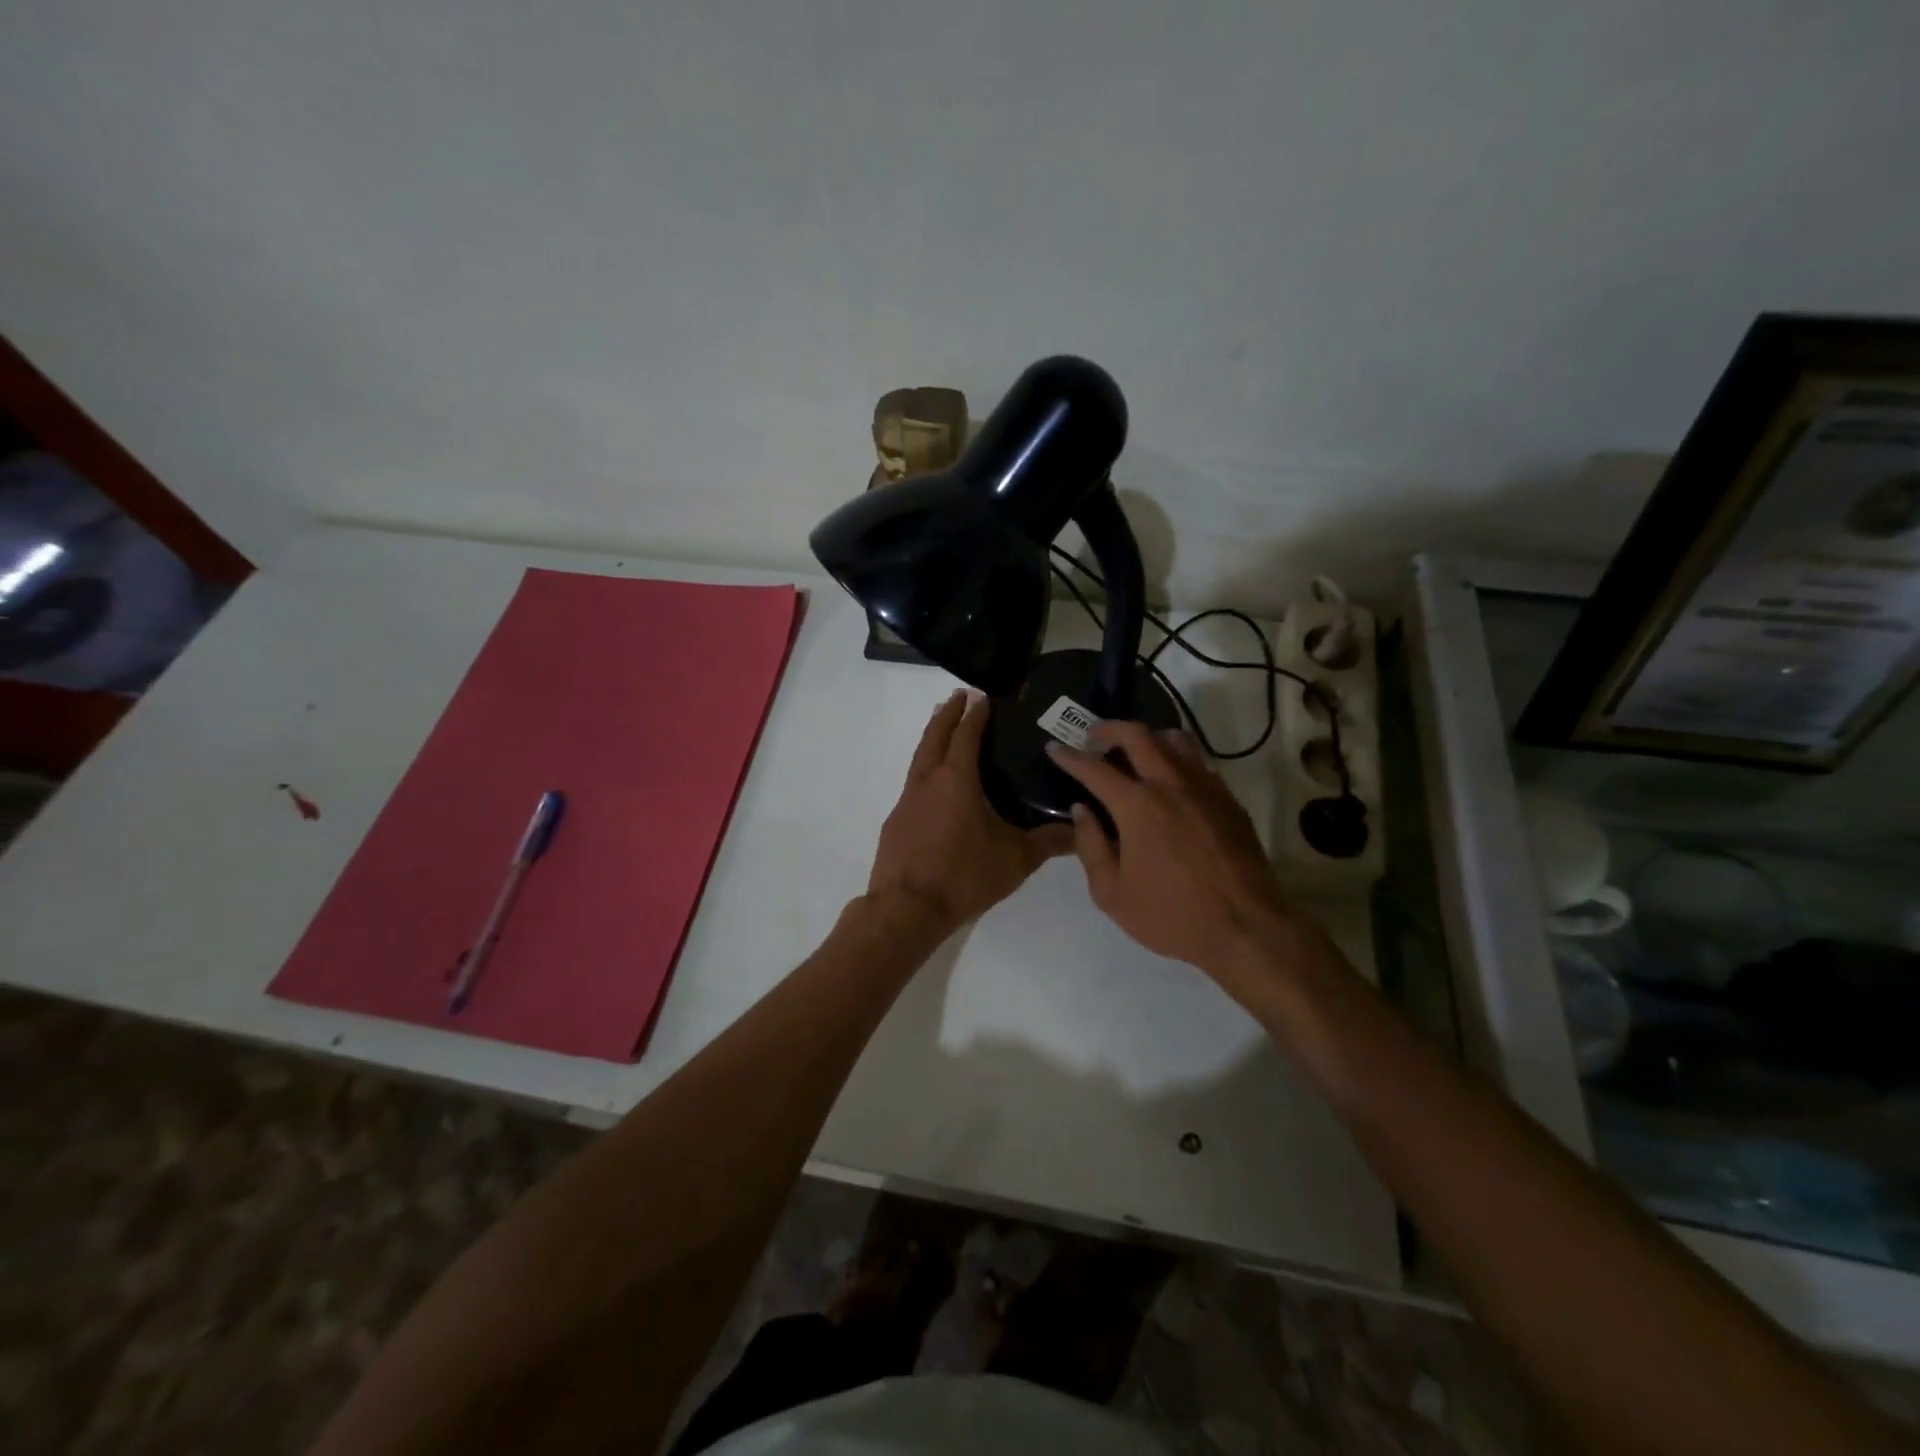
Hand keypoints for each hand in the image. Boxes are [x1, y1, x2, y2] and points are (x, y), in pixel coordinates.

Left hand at [866, 691, 1073, 933]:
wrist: (906, 909)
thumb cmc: (963, 876)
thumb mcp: (1016, 859)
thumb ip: (1050, 842)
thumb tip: (1082, 831)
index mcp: (956, 779)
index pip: (966, 734)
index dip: (976, 712)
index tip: (984, 696)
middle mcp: (927, 781)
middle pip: (935, 735)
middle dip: (948, 713)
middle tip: (960, 697)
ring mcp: (906, 800)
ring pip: (920, 757)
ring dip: (933, 738)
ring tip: (946, 731)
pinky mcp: (896, 822)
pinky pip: (913, 783)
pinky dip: (926, 770)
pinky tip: (936, 787)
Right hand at [1047, 722, 1315, 1002]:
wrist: (1247, 928)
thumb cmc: (1172, 915)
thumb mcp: (1112, 893)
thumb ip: (1090, 846)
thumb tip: (1081, 811)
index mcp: (1137, 806)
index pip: (1094, 768)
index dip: (1069, 756)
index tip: (1054, 748)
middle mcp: (1171, 784)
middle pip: (1137, 735)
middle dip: (1109, 729)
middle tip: (1093, 738)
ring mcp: (1205, 787)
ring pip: (1174, 740)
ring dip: (1147, 737)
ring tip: (1134, 751)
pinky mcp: (1228, 799)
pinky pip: (1198, 762)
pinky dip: (1176, 758)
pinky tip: (1170, 780)